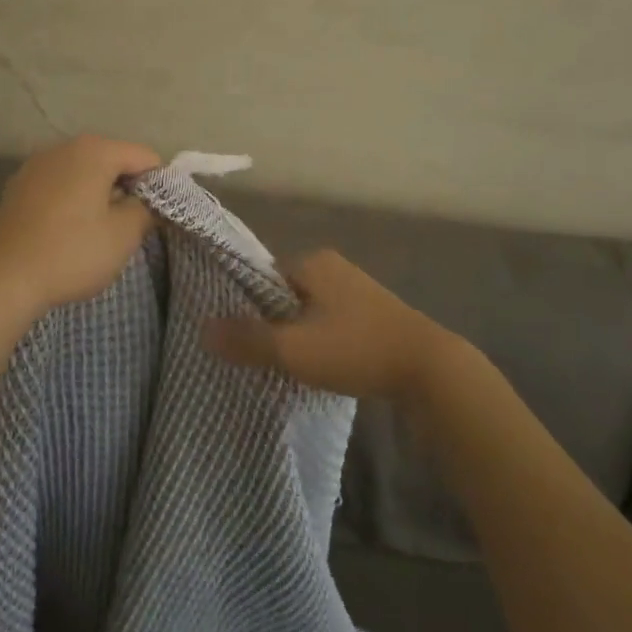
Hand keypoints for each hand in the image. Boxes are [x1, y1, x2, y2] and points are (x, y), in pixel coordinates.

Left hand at [0, 135, 161, 321]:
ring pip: (84, 173)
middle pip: (113, 160)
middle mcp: (64, 147)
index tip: (154, 218)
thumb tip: (151, 201)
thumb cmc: (72, 253)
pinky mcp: (18, 186)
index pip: (145, 157)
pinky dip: (71, 201)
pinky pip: (59, 186)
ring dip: (99, 195)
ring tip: (97, 232)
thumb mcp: (123, 235)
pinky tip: (67, 232)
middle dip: (127, 189)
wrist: (3, 279)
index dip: (158, 186)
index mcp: (95, 150)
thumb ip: (147, 210)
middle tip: (128, 228)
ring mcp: (37, 165)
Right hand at [203, 250, 450, 400]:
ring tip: (288, 366)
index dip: (247, 307)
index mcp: (312, 262)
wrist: (428, 369)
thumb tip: (203, 329)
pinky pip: (332, 323)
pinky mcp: (374, 314)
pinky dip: (322, 341)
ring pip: (309, 311)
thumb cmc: (355, 349)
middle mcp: (334, 267)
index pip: (262, 278)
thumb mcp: (293, 349)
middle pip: (285, 295)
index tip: (240, 338)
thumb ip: (247, 340)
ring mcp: (357, 290)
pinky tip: (322, 367)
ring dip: (298, 335)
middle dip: (273, 323)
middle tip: (262, 356)